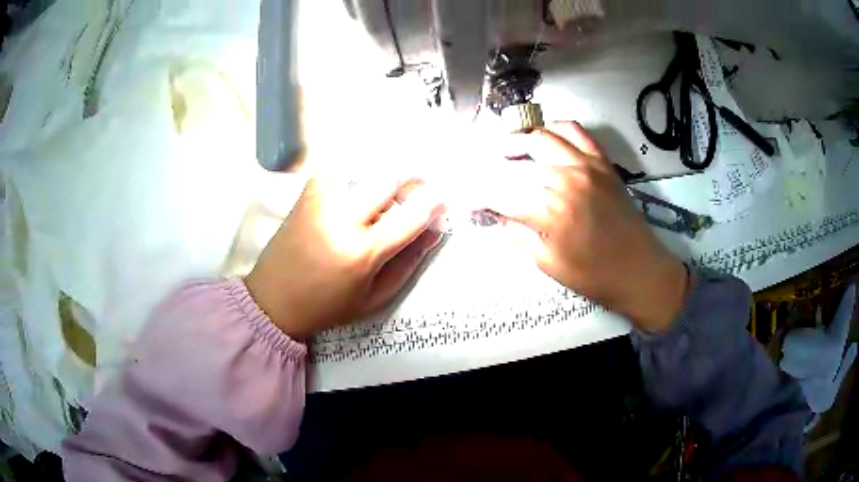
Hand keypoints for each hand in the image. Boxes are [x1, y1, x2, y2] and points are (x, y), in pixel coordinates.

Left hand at [245, 176, 444, 339]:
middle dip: (413, 178)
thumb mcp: (374, 298)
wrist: (274, 299)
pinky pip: (340, 168)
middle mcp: (341, 219)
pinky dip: (357, 170)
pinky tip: (362, 183)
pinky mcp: (307, 194)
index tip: (445, 197)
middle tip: (421, 185)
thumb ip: (408, 264)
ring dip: (386, 172)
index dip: (434, 203)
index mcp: (361, 253)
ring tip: (391, 185)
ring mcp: (321, 201)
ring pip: (366, 168)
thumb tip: (434, 231)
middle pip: (389, 179)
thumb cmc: (327, 306)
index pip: (410, 217)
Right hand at [480, 122, 687, 331]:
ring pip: (540, 138)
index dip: (473, 193)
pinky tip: (545, 140)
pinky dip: (554, 130)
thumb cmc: (593, 276)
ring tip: (506, 153)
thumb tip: (495, 211)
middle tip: (479, 176)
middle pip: (514, 162)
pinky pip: (574, 131)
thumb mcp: (546, 263)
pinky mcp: (602, 161)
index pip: (497, 191)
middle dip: (489, 168)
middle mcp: (564, 178)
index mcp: (548, 210)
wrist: (640, 271)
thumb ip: (516, 232)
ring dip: (517, 142)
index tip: (462, 197)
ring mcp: (586, 165)